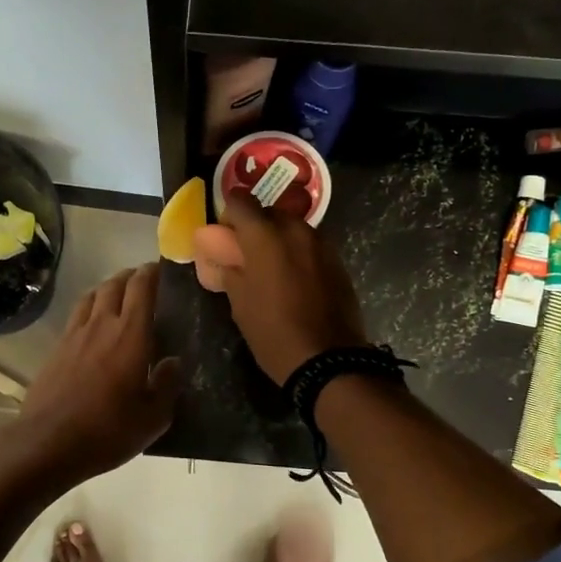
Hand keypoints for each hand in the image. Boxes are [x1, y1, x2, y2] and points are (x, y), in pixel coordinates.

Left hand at [12, 263, 182, 481]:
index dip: (153, 272)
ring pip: (92, 295)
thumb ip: (166, 384)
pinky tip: (93, 325)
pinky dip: (90, 309)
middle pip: (115, 284)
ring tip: (118, 296)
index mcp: (131, 334)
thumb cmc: (108, 430)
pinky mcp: (56, 349)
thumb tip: (173, 362)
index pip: (142, 287)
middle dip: (131, 276)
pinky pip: (76, 315)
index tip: (163, 269)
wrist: (48, 442)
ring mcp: (75, 334)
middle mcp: (102, 324)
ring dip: (108, 288)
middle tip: (144, 281)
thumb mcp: (153, 417)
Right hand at [215, 191, 368, 384]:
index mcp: (265, 236)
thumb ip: (229, 269)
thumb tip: (222, 254)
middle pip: (270, 213)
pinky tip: (295, 283)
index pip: (241, 201)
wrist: (327, 359)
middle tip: (246, 257)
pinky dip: (299, 256)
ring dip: (279, 241)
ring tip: (272, 272)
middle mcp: (296, 230)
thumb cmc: (273, 331)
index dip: (229, 215)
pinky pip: (311, 247)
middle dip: (255, 228)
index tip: (224, 237)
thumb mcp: (239, 302)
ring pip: (293, 229)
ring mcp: (322, 245)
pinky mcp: (338, 262)